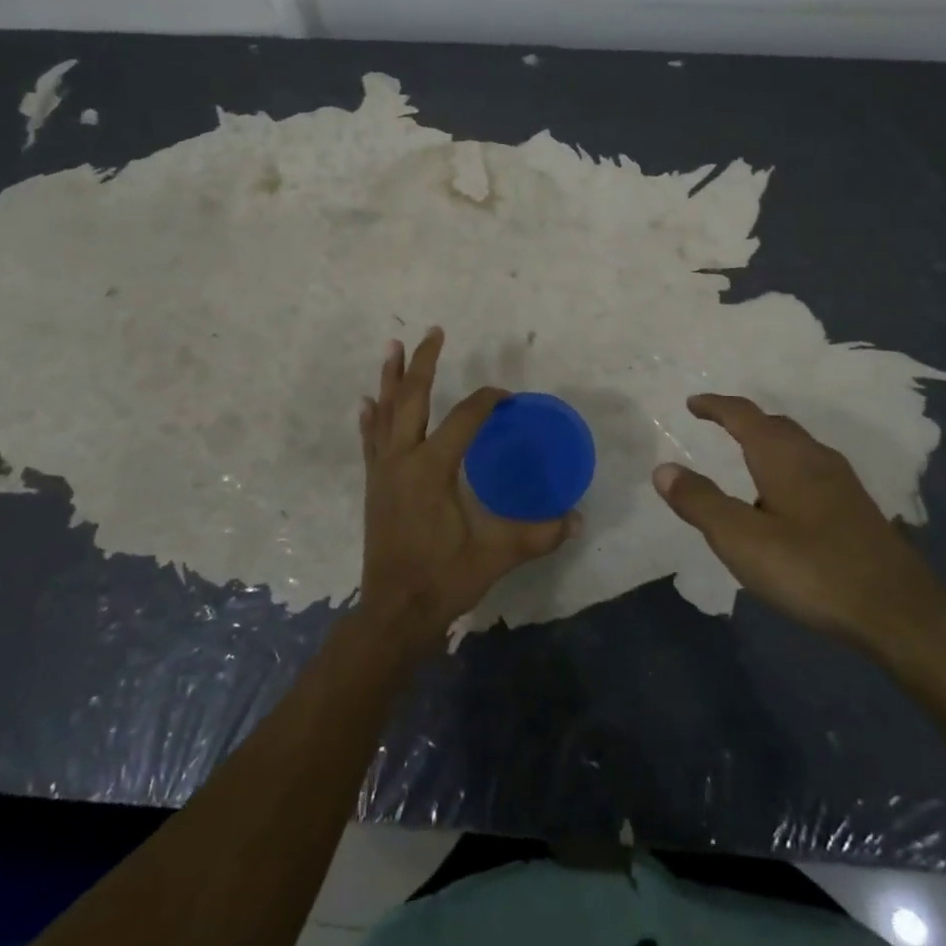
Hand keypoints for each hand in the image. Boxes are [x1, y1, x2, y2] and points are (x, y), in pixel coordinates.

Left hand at [358, 328, 574, 650]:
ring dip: (391, 378)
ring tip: (393, 347)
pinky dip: (371, 417)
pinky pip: (370, 441)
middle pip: (412, 398)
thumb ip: (539, 534)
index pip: (463, 417)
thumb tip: (578, 519)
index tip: (506, 397)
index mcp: (432, 468)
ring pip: (385, 412)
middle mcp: (403, 459)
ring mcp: (383, 471)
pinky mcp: (374, 486)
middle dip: (424, 362)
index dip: (486, 400)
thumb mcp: (496, 555)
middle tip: (434, 332)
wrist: (394, 613)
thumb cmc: (444, 579)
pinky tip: (368, 401)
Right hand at [653, 394, 945, 653]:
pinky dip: (788, 468)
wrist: (899, 612)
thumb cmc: (811, 569)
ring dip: (768, 443)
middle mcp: (814, 458)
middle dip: (743, 421)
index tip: (692, 403)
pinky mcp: (857, 509)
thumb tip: (663, 468)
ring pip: (797, 447)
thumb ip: (699, 502)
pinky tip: (785, 502)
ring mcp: (842, 483)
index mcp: (783, 456)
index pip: (744, 415)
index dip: (716, 406)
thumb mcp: (741, 539)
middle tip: (717, 425)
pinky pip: (812, 470)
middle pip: (774, 425)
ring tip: (746, 462)